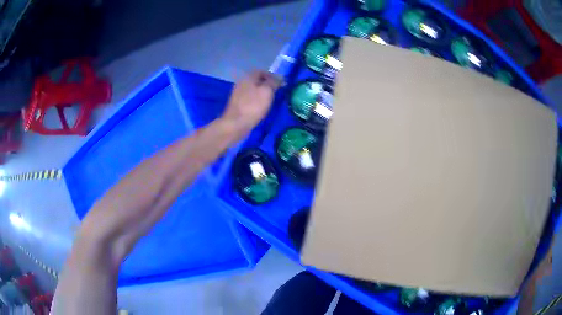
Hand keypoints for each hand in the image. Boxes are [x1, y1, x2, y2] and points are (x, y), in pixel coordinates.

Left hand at [221, 70, 282, 134]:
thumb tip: (280, 78)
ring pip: (253, 90)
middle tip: (277, 91)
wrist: (236, 124)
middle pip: (256, 81)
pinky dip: (256, 101)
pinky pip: (249, 99)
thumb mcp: (267, 91)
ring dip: (262, 93)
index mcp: (248, 78)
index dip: (272, 76)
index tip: (281, 83)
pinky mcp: (237, 105)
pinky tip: (261, 108)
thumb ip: (274, 82)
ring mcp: (237, 95)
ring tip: (270, 100)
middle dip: (267, 85)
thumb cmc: (253, 106)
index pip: (261, 72)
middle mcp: (241, 83)